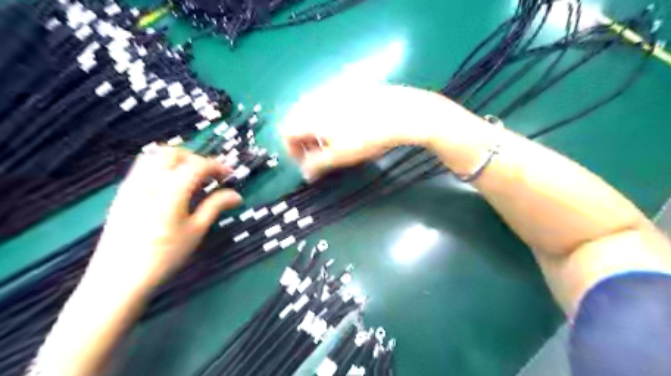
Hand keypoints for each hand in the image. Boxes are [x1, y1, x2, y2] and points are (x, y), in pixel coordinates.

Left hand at [87, 145, 242, 285]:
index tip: (230, 175)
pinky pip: (142, 168)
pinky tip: (170, 188)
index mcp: (171, 190)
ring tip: (191, 178)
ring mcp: (132, 186)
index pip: (197, 165)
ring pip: (154, 157)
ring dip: (177, 160)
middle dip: (195, 158)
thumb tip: (236, 195)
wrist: (118, 278)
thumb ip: (215, 206)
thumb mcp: (196, 231)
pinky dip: (161, 168)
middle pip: (173, 153)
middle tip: (209, 174)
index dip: (217, 166)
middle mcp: (149, 181)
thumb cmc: (164, 255)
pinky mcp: (123, 193)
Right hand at [281, 83, 472, 179]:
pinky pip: (328, 105)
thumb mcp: (339, 156)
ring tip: (334, 144)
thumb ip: (317, 165)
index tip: (307, 165)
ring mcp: (333, 92)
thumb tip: (305, 173)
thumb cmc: (367, 137)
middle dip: (304, 142)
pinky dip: (328, 120)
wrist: (400, 112)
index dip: (292, 152)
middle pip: (298, 121)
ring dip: (316, 131)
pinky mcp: (348, 89)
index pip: (286, 132)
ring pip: (313, 113)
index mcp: (309, 115)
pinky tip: (346, 129)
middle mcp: (316, 100)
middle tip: (320, 156)